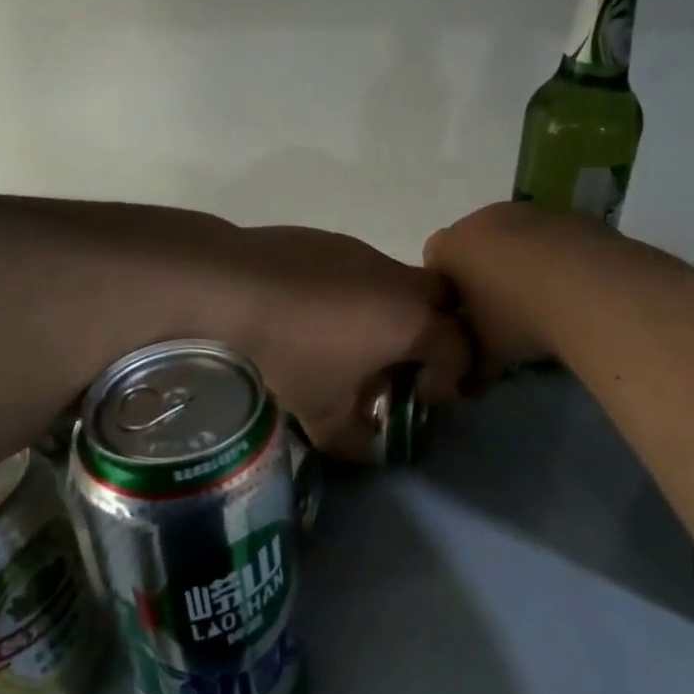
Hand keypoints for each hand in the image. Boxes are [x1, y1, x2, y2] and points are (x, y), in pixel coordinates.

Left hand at [227, 226, 469, 461]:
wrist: (232, 286)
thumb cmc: (290, 352)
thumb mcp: (321, 411)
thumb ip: (352, 439)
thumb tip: (365, 452)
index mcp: (412, 321)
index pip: (461, 347)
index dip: (452, 377)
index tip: (423, 397)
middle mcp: (399, 281)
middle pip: (444, 302)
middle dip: (436, 333)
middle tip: (405, 362)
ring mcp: (366, 253)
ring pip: (401, 282)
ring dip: (393, 311)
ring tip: (354, 340)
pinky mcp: (334, 241)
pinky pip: (364, 269)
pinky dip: (359, 292)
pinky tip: (318, 313)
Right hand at [424, 202, 619, 377]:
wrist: (591, 289)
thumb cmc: (520, 319)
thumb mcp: (487, 354)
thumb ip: (469, 370)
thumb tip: (465, 389)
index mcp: (453, 246)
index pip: (433, 259)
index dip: (447, 289)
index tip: (465, 317)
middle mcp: (484, 219)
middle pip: (473, 243)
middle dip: (482, 272)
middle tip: (501, 311)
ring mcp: (528, 211)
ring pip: (514, 236)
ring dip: (520, 262)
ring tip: (542, 301)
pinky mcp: (567, 213)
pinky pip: (550, 237)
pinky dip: (554, 257)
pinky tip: (571, 289)